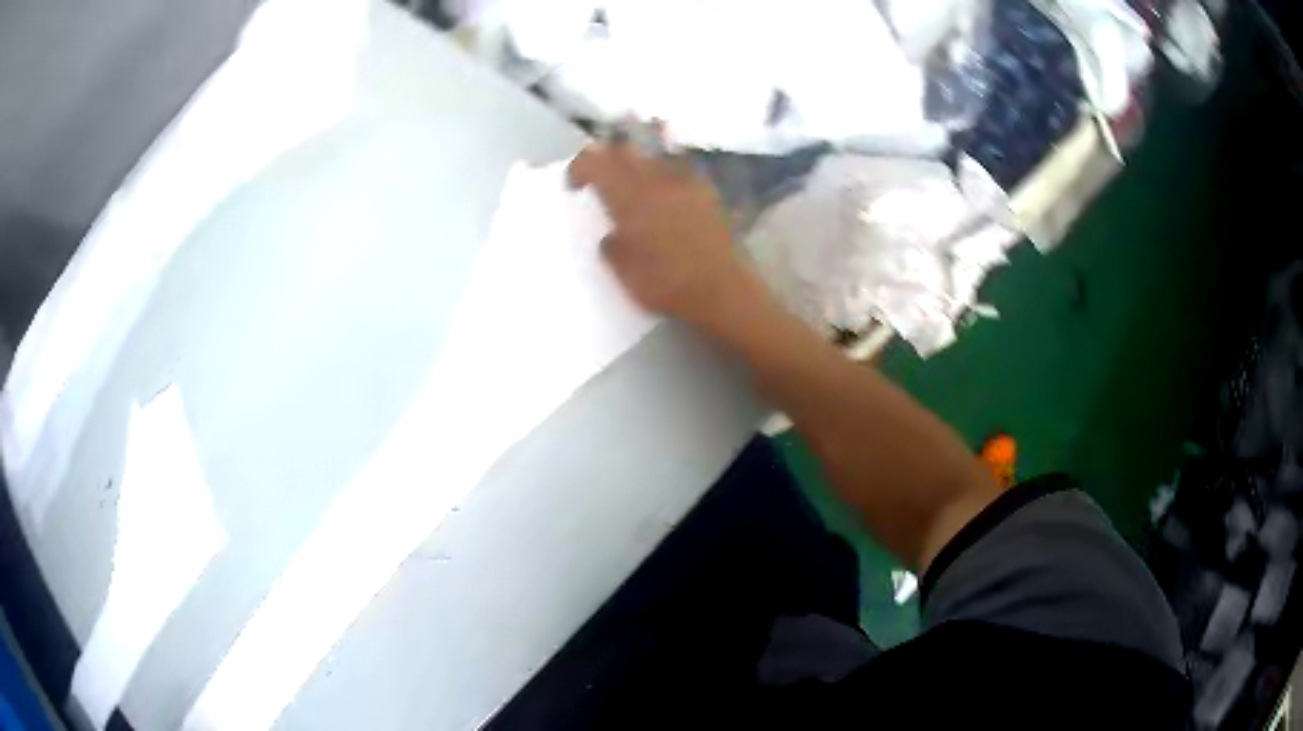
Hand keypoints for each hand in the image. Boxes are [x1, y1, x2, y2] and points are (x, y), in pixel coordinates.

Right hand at [568, 141, 748, 326]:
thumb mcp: (625, 274)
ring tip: (634, 186)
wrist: (724, 290)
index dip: (580, 167)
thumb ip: (612, 246)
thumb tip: (612, 234)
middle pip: (625, 150)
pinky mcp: (708, 192)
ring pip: (654, 156)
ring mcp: (686, 182)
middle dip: (607, 158)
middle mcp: (656, 180)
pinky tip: (667, 196)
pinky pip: (680, 171)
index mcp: (630, 198)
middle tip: (600, 178)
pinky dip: (665, 176)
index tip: (574, 185)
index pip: (597, 163)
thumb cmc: (668, 285)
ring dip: (637, 165)